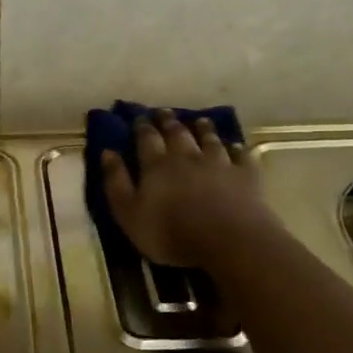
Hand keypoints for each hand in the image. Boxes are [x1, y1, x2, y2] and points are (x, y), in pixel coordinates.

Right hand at [100, 111, 270, 268]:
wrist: (227, 240)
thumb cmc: (170, 232)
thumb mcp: (129, 213)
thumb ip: (116, 182)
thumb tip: (107, 152)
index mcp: (156, 165)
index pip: (146, 139)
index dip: (141, 127)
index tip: (138, 117)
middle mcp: (187, 156)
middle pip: (177, 133)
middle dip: (168, 121)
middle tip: (164, 112)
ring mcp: (219, 163)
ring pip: (209, 139)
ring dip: (203, 128)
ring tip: (200, 120)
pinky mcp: (244, 174)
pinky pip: (240, 155)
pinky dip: (236, 148)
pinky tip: (235, 145)